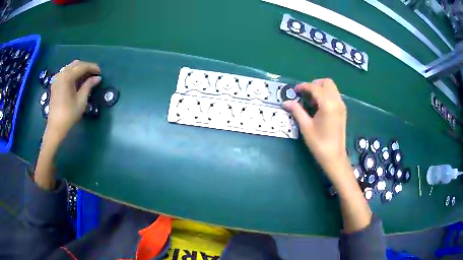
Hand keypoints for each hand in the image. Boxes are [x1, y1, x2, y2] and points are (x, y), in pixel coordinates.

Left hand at [47, 60, 100, 140]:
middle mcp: (61, 74)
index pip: (82, 67)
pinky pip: (65, 72)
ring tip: (86, 77)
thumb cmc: (69, 115)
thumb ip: (88, 86)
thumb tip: (97, 78)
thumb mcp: (81, 101)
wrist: (55, 127)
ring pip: (70, 67)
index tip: (100, 72)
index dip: (92, 68)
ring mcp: (57, 78)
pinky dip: (72, 73)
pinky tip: (77, 80)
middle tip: (94, 74)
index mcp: (67, 77)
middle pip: (76, 64)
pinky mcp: (55, 83)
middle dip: (86, 67)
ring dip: (79, 70)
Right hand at [284, 79, 348, 180]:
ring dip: (321, 89)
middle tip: (305, 94)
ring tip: (311, 101)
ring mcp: (341, 105)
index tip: (295, 90)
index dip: (303, 86)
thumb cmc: (319, 143)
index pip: (315, 88)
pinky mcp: (343, 110)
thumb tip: (286, 102)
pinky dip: (326, 95)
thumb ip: (297, 111)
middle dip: (315, 84)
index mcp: (328, 104)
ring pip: (332, 88)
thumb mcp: (306, 126)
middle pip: (327, 82)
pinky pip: (335, 95)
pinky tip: (319, 106)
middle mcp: (337, 101)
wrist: (334, 156)